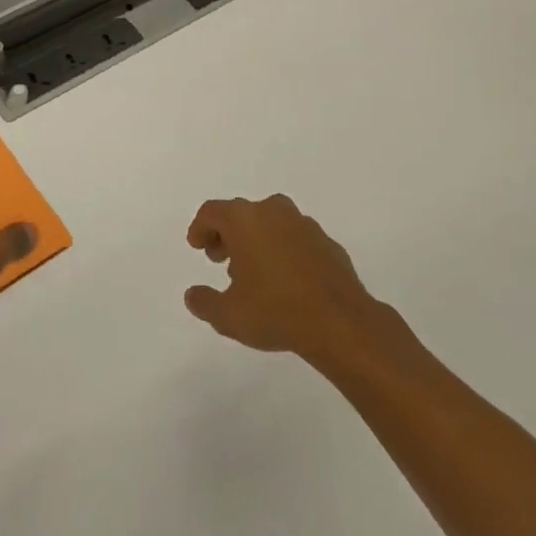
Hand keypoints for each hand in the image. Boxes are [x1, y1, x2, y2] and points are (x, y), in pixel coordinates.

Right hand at [184, 195, 385, 364]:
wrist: (342, 324)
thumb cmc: (276, 312)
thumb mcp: (228, 316)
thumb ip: (204, 302)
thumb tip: (193, 295)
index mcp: (244, 219)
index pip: (212, 212)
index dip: (200, 228)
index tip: (197, 246)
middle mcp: (272, 212)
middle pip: (240, 214)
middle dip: (226, 234)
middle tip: (219, 258)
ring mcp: (303, 224)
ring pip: (269, 223)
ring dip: (255, 241)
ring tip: (252, 273)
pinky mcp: (327, 242)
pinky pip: (294, 238)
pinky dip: (283, 250)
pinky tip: (284, 279)